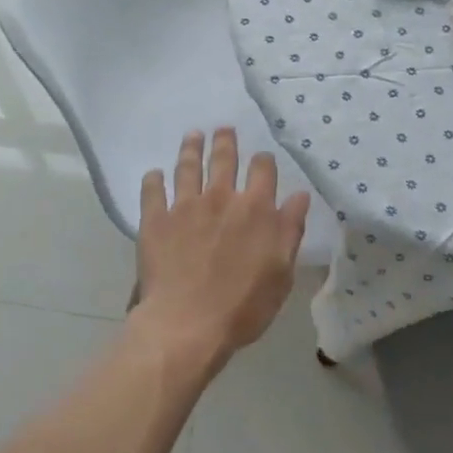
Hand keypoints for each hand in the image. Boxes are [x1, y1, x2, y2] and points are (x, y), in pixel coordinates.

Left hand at [131, 129, 309, 373]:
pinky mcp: (156, 219)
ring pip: (188, 166)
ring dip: (191, 148)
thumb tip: (299, 195)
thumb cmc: (243, 306)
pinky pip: (152, 191)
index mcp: (255, 209)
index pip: (263, 170)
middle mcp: (221, 197)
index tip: (261, 157)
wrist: (188, 323)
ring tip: (193, 135)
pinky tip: (154, 173)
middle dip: (225, 141)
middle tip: (223, 129)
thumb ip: (290, 230)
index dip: (263, 160)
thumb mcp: (282, 273)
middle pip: (223, 159)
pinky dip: (153, 179)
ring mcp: (185, 206)